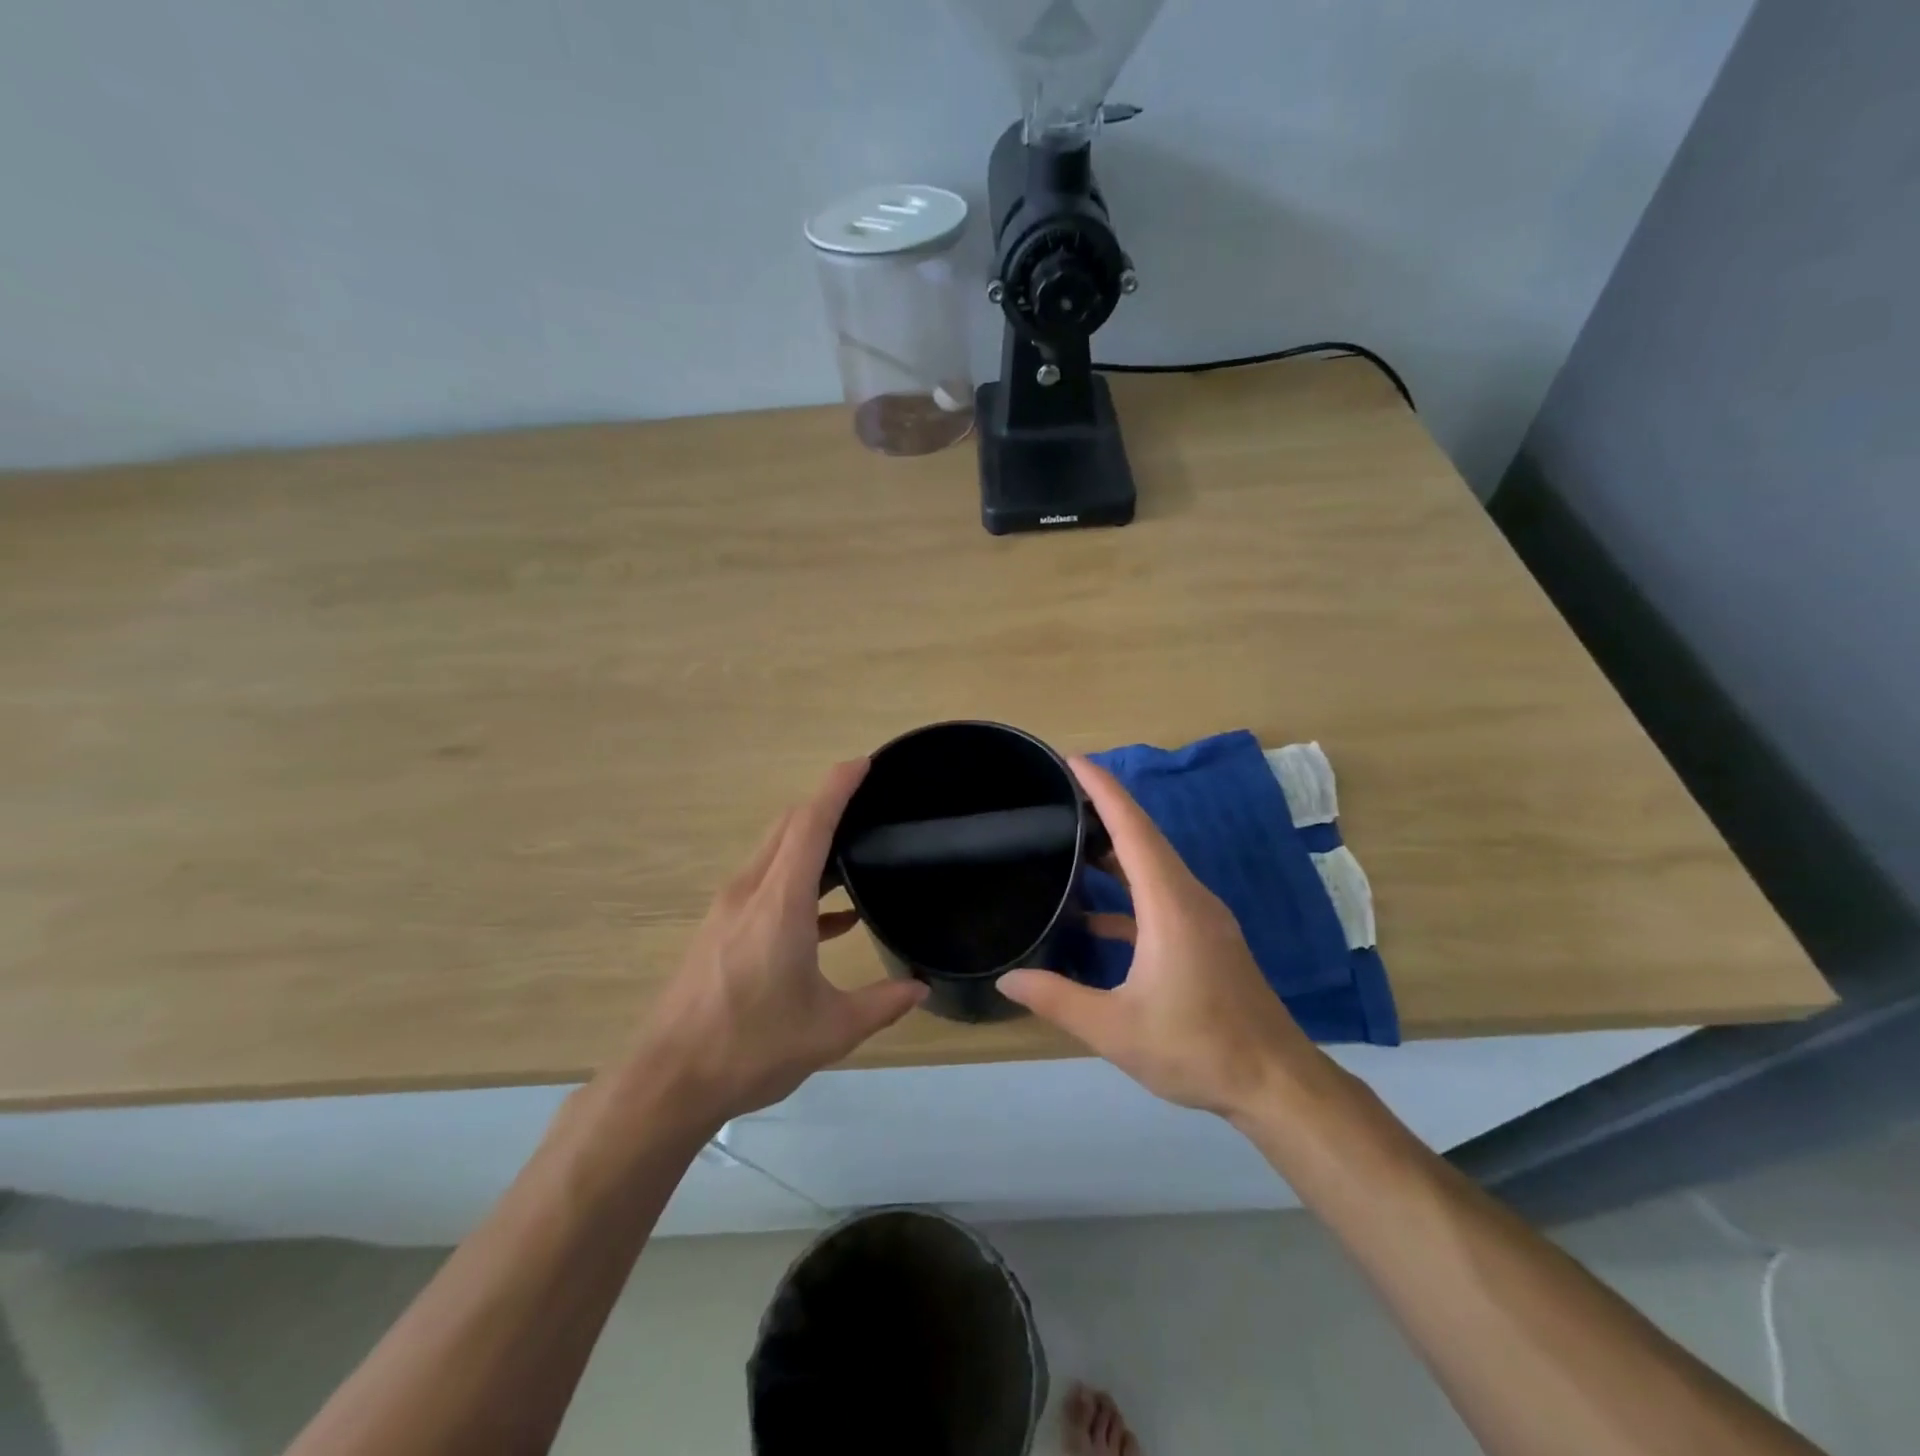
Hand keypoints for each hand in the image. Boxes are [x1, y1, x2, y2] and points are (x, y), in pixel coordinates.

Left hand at [631, 759, 927, 1124]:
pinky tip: (831, 917)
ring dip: (811, 844)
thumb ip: (881, 1003)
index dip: (837, 787)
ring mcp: (728, 910)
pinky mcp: (719, 930)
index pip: (810, 824)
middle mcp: (749, 892)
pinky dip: (798, 883)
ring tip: (854, 854)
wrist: (668, 1082)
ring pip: (773, 854)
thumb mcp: (830, 1030)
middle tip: (868, 803)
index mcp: (780, 902)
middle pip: (788, 827)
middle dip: (825, 805)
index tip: (863, 763)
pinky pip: (764, 886)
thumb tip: (919, 988)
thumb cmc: (752, 1047)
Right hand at [999, 758, 1320, 1117]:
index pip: (1133, 829)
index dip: (1102, 790)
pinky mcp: (1207, 938)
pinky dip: (1127, 893)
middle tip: (1059, 794)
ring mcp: (1203, 918)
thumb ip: (1058, 1000)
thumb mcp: (1116, 1029)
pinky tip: (1094, 917)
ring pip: (1153, 867)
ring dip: (1115, 850)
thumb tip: (1008, 979)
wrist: (1276, 1083)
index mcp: (1170, 905)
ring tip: (1070, 842)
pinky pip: (1161, 896)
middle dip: (1104, 809)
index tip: (1073, 760)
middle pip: (1144, 838)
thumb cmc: (1197, 1048)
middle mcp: (1189, 898)